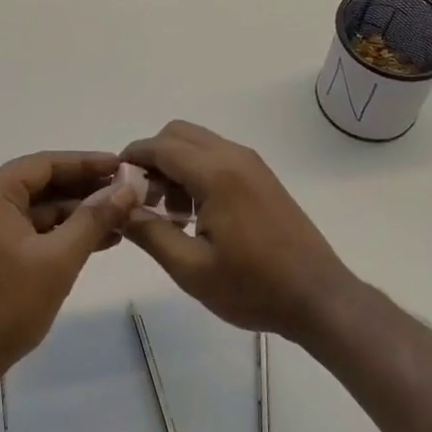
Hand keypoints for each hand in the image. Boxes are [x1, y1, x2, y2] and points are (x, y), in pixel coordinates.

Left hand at [0, 151, 138, 386]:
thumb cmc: (8, 305)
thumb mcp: (59, 258)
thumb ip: (95, 218)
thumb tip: (129, 187)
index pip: (46, 164)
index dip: (88, 163)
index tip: (124, 165)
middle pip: (43, 183)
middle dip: (86, 189)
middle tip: (128, 191)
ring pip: (40, 207)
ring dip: (78, 213)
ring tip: (122, 217)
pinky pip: (32, 227)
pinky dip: (62, 232)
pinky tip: (98, 239)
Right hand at [119, 121, 358, 344]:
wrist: (318, 297)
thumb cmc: (253, 287)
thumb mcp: (191, 269)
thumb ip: (149, 233)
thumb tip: (117, 208)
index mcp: (216, 173)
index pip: (160, 146)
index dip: (131, 158)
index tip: (112, 184)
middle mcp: (234, 156)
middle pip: (178, 134)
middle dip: (153, 159)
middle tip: (142, 201)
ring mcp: (251, 164)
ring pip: (198, 143)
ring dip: (174, 165)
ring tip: (169, 215)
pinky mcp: (261, 176)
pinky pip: (217, 156)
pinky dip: (196, 171)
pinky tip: (196, 215)